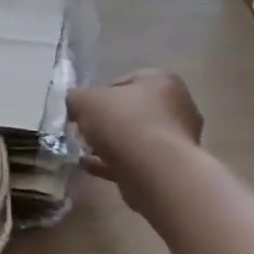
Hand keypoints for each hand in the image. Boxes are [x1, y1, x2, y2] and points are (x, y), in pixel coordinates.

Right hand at [68, 70, 202, 195]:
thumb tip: (75, 104)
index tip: (84, 110)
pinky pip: (138, 160)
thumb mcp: (85, 101)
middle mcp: (177, 106)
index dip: (99, 95)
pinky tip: (91, 167)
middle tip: (84, 131)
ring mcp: (178, 139)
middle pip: (132, 111)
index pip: (125, 81)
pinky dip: (115, 162)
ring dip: (111, 144)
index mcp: (161, 81)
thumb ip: (76, 98)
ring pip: (136, 138)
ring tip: (85, 152)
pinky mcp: (172, 167)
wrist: (155, 172)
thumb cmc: (124, 123)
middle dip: (107, 122)